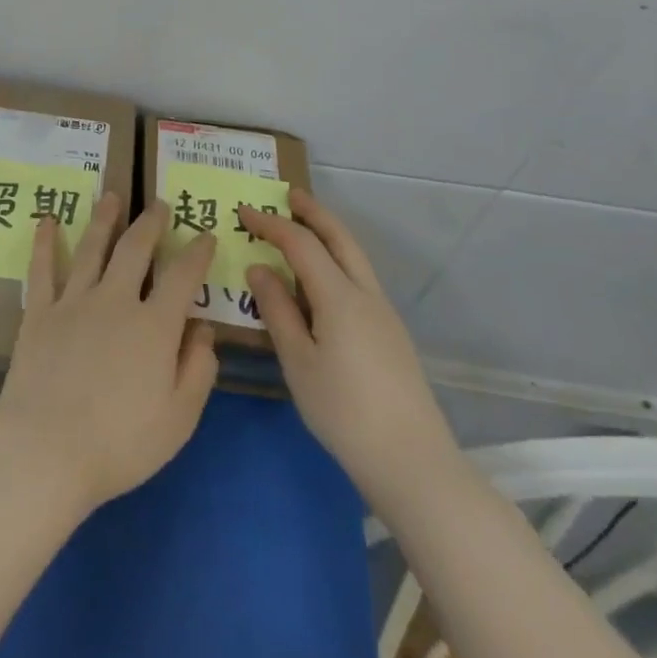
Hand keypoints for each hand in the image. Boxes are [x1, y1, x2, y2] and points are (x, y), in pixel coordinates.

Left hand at [0, 196, 219, 514]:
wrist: (46, 449)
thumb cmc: (120, 443)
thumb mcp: (178, 418)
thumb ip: (197, 369)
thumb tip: (203, 328)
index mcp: (153, 326)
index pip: (183, 278)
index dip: (198, 253)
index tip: (206, 235)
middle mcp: (115, 301)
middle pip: (136, 250)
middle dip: (151, 223)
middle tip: (159, 204)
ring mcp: (73, 302)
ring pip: (92, 248)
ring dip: (104, 219)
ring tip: (112, 196)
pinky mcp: (39, 312)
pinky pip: (43, 269)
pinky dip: (46, 242)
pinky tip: (48, 220)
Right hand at [241, 191, 459, 514]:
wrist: (413, 462)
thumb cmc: (344, 411)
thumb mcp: (298, 361)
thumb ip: (277, 309)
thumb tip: (260, 268)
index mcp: (339, 296)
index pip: (301, 243)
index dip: (271, 223)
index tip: (243, 211)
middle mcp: (366, 294)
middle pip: (339, 238)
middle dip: (313, 212)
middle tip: (287, 195)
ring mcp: (383, 314)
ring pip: (354, 257)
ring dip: (328, 234)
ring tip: (301, 229)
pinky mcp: (390, 334)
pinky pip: (358, 279)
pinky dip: (336, 261)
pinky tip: (320, 281)